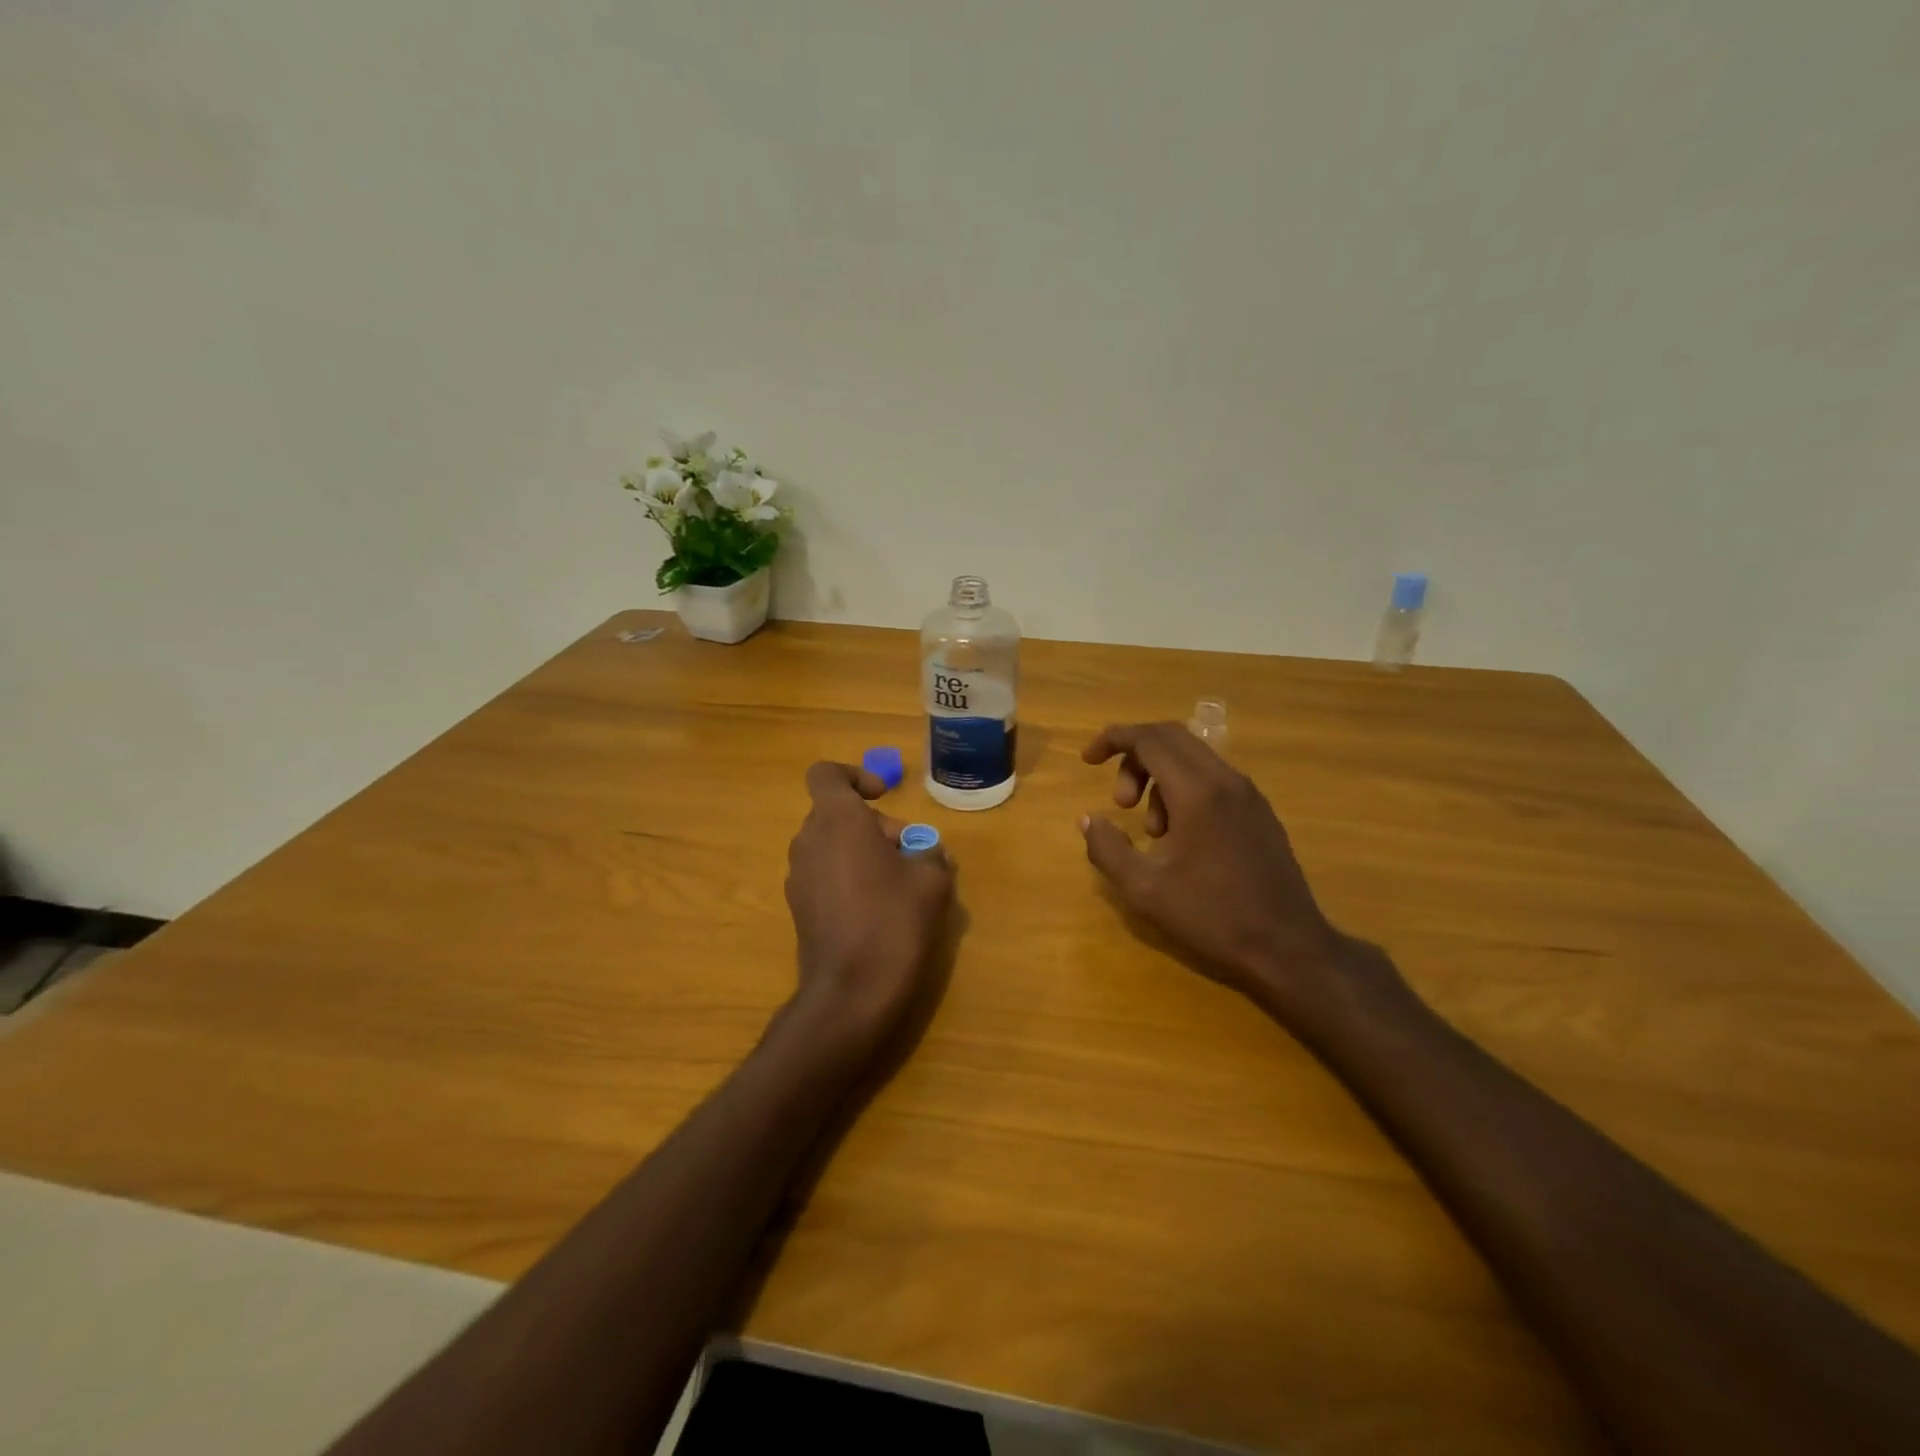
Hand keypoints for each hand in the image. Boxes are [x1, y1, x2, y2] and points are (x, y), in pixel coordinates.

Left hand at [785, 762, 955, 1046]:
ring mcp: (798, 876)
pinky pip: (825, 874)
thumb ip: (931, 853)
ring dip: (863, 852)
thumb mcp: (931, 881)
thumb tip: (926, 851)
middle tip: (909, 854)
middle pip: (837, 814)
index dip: (855, 776)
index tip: (883, 797)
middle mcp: (808, 841)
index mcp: (837, 821)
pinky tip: (877, 910)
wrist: (851, 992)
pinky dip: (849, 877)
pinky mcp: (798, 907)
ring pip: (831, 845)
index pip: (827, 774)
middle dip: (875, 825)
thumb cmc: (893, 922)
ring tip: (899, 884)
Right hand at [1080, 722, 1381, 1031]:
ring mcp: (1248, 794)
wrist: (1288, 947)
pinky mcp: (1260, 811)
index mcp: (1197, 792)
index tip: (1087, 760)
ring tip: (1151, 833)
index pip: (1149, 739)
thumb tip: (1089, 819)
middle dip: (1134, 758)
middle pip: (1171, 738)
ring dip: (1159, 779)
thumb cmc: (1212, 917)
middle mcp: (1226, 780)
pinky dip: (1184, 790)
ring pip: (1192, 758)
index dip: (1113, 739)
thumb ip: (1107, 849)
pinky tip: (1180, 838)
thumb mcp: (1144, 890)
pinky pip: (1213, 779)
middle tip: (1120, 802)